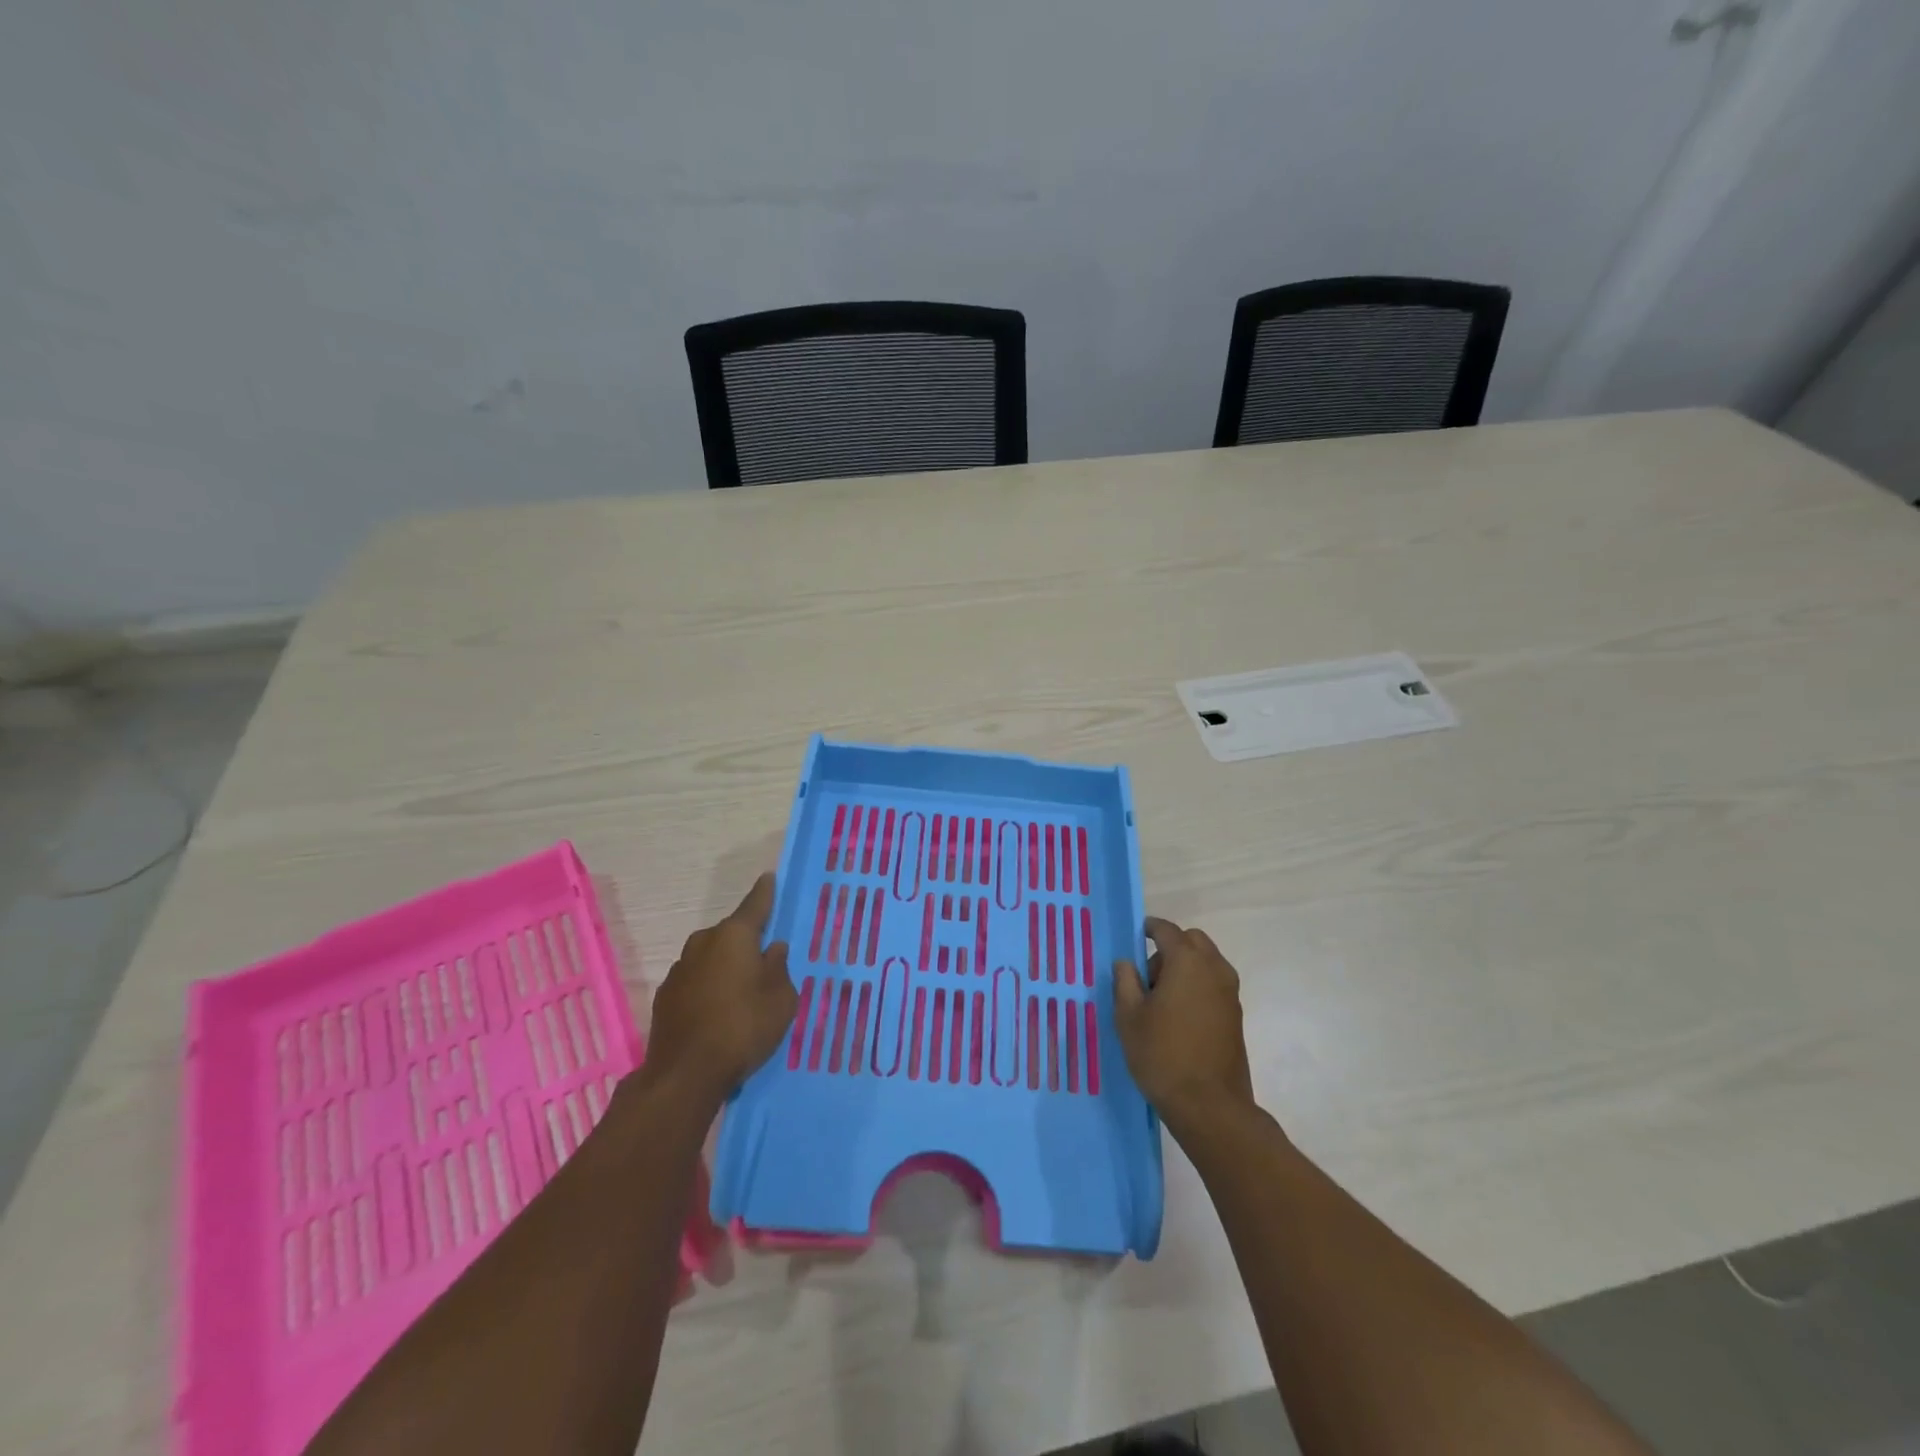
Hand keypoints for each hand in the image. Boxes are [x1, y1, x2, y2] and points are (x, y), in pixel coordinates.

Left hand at [641, 874, 797, 1106]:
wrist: (685, 1074)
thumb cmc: (743, 1028)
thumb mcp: (781, 999)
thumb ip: (779, 969)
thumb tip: (773, 949)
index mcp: (734, 936)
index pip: (755, 904)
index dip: (765, 892)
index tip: (770, 877)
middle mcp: (704, 943)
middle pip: (731, 933)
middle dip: (747, 941)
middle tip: (764, 958)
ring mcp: (680, 969)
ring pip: (711, 957)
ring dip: (725, 965)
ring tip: (742, 989)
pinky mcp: (666, 996)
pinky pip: (696, 980)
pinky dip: (708, 986)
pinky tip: (718, 1009)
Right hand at [1113, 916, 1255, 1137]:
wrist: (1210, 1107)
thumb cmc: (1162, 1055)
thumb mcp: (1129, 1017)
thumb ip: (1125, 981)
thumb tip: (1126, 963)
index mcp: (1187, 961)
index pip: (1167, 930)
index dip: (1149, 928)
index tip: (1135, 936)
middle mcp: (1214, 969)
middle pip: (1192, 941)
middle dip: (1170, 948)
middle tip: (1147, 976)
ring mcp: (1230, 993)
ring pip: (1206, 962)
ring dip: (1185, 967)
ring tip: (1161, 1001)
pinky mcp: (1236, 1016)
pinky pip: (1214, 984)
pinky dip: (1197, 986)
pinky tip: (1178, 1016)